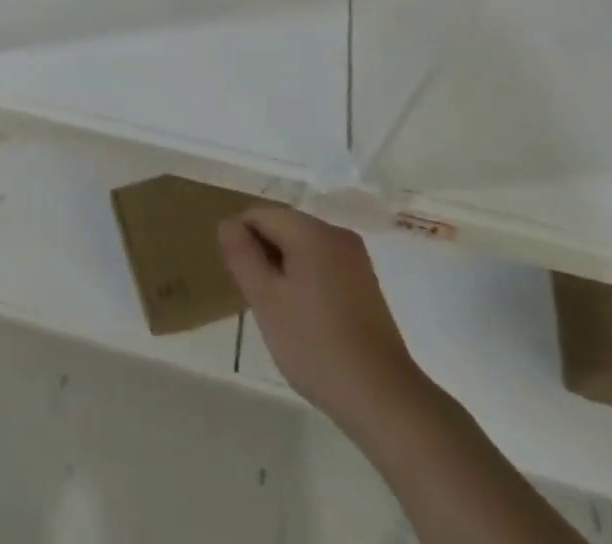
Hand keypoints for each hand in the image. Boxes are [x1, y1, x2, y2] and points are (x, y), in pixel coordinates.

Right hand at [218, 207, 425, 431]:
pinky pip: (324, 265)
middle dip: (264, 256)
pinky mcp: (367, 282)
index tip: (243, 283)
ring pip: (304, 248)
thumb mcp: (266, 300)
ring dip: (285, 270)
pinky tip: (308, 320)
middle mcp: (335, 233)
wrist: (383, 397)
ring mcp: (356, 257)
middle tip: (260, 301)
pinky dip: (308, 280)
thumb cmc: (315, 345)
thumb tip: (228, 224)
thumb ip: (241, 255)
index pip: (259, 215)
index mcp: (310, 230)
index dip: (242, 243)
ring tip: (283, 314)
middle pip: (283, 227)